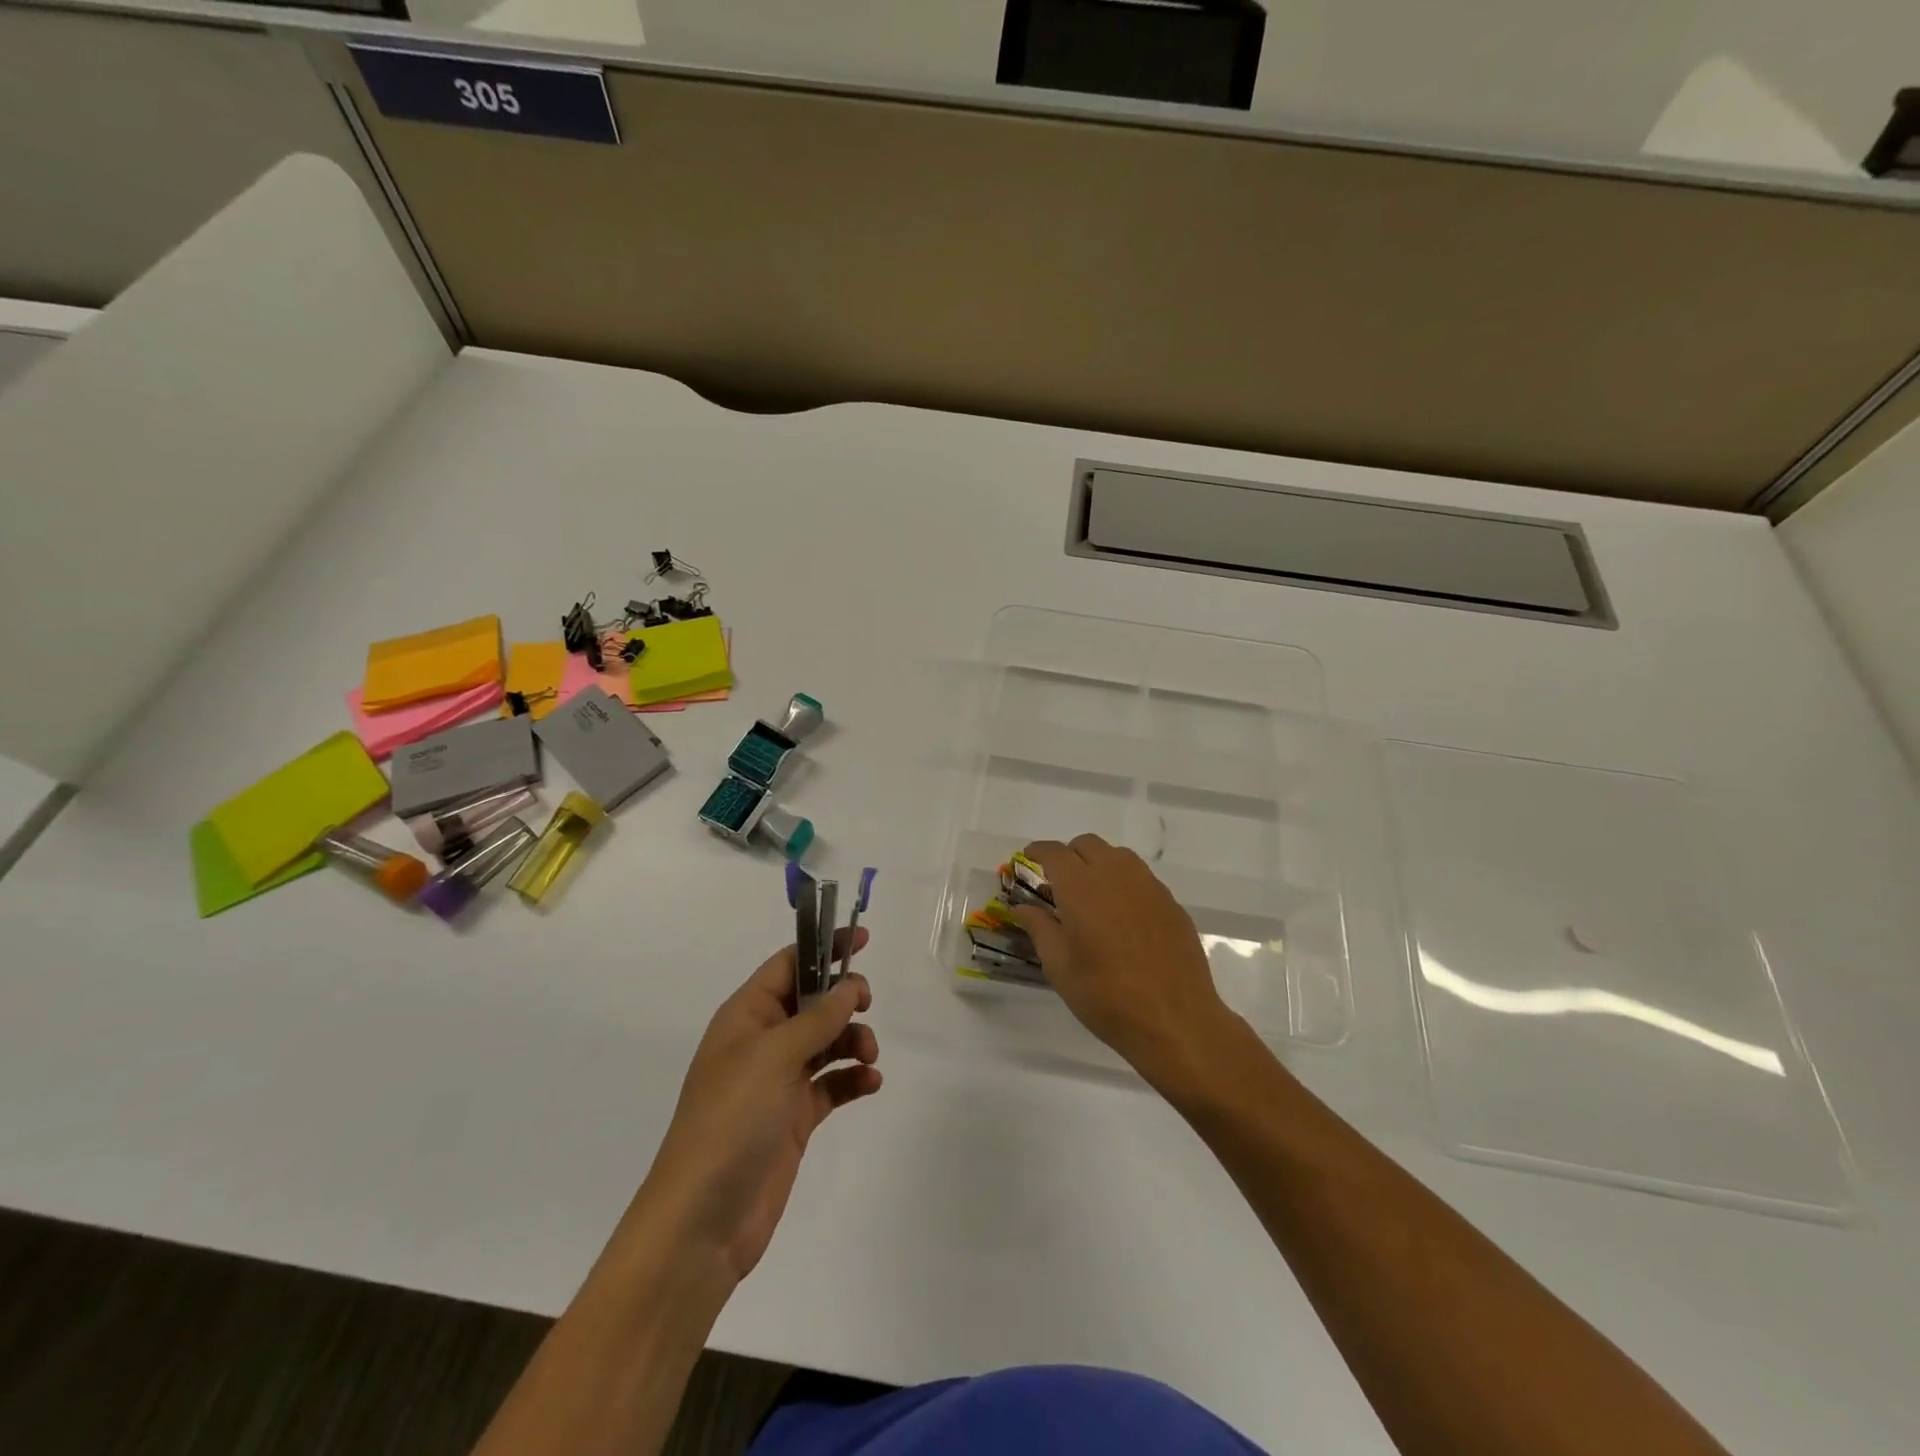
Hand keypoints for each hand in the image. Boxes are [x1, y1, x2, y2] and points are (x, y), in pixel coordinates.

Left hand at [634, 931, 880, 1284]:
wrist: (703, 1220)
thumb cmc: (732, 1119)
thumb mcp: (775, 1056)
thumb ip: (819, 1017)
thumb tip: (851, 985)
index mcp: (746, 1016)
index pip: (788, 965)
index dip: (823, 947)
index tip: (862, 939)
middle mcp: (762, 1042)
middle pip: (812, 1002)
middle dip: (844, 999)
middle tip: (866, 1005)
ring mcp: (778, 1081)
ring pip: (827, 1041)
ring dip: (853, 1040)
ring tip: (868, 1057)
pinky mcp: (794, 1117)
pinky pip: (832, 1084)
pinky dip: (853, 1078)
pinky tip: (870, 1083)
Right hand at [1016, 835, 1236, 1089]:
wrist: (1175, 1021)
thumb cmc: (1106, 995)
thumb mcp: (1059, 966)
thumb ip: (1039, 927)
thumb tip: (1022, 906)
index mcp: (1081, 886)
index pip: (1053, 852)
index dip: (1037, 852)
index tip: (1027, 862)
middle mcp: (1116, 874)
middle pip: (1087, 845)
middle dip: (1069, 857)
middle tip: (1058, 886)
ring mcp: (1148, 886)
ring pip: (1117, 857)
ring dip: (1098, 866)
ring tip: (1092, 899)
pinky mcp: (1171, 903)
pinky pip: (1141, 879)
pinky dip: (1124, 886)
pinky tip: (1123, 920)